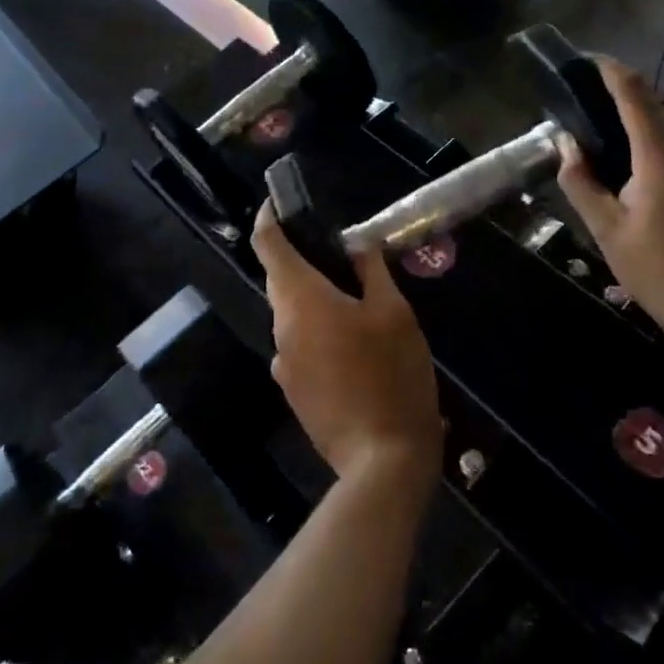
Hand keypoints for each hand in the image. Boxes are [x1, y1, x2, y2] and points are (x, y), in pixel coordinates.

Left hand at [250, 204, 441, 487]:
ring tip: (359, 306)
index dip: (268, 218)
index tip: (277, 202)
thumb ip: (372, 272)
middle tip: (344, 256)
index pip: (268, 245)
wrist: (382, 461)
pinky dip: (319, 334)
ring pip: (293, 316)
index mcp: (302, 301)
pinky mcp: (292, 393)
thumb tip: (357, 246)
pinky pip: (299, 347)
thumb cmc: (392, 376)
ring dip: (315, 302)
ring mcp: (282, 365)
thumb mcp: (394, 314)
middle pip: (281, 281)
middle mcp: (281, 329)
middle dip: (304, 262)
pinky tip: (356, 351)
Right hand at [556, 58, 663, 332]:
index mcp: (662, 157)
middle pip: (655, 124)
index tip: (591, 61)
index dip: (611, 71)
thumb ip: (580, 180)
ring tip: (632, 195)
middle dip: (626, 131)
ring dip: (651, 158)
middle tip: (599, 156)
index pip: (635, 94)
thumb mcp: (606, 229)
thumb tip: (566, 141)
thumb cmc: (655, 271)